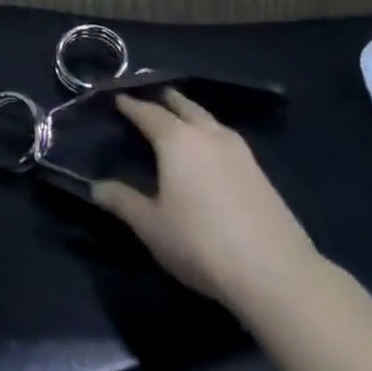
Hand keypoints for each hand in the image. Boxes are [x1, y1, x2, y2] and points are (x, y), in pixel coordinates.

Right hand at [92, 88, 319, 310]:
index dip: (130, 105)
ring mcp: (240, 152)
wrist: (276, 273)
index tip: (116, 99)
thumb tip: (96, 187)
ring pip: (209, 120)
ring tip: (178, 119)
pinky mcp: (261, 173)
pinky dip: (209, 133)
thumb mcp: (150, 226)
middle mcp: (208, 136)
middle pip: (184, 106)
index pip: (148, 112)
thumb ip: (122, 201)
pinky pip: (226, 138)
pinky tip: (208, 151)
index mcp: (177, 140)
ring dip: (191, 114)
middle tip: (148, 97)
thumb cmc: (200, 243)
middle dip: (164, 99)